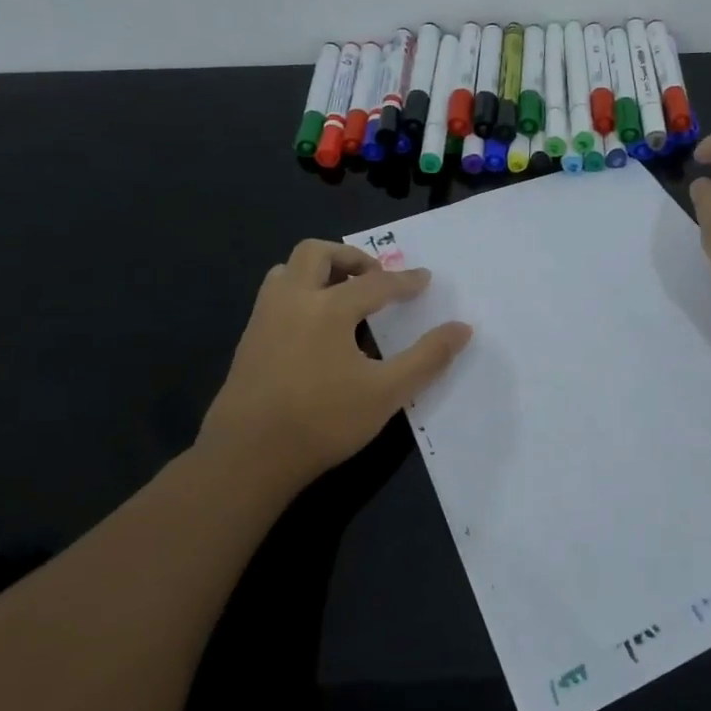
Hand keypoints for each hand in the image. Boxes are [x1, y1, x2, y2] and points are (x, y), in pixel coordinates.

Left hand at [195, 240, 471, 494]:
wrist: (248, 456)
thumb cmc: (323, 420)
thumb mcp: (387, 392)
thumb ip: (428, 357)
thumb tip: (462, 328)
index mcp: (328, 308)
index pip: (375, 282)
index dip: (405, 281)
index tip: (424, 279)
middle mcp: (292, 301)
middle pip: (316, 253)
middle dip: (351, 258)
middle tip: (375, 278)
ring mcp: (264, 319)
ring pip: (288, 271)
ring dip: (319, 272)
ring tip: (344, 296)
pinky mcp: (248, 341)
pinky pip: (276, 297)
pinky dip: (301, 294)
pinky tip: (316, 330)